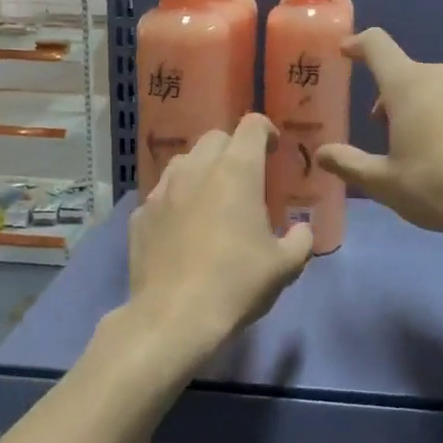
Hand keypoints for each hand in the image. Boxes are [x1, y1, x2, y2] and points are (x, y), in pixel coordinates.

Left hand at [126, 115, 313, 368]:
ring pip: (184, 161)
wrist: (173, 317)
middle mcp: (196, 169)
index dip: (265, 130)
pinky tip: (183, 227)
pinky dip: (177, 199)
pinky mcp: (140, 214)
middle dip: (233, 149)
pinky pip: (162, 193)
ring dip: (202, 170)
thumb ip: (300, 240)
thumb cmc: (236, 284)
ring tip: (212, 198)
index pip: (251, 126)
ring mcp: (162, 190)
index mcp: (236, 172)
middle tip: (245, 178)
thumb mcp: (285, 266)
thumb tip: (302, 230)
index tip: (273, 149)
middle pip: (215, 138)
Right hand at [317, 28, 442, 244]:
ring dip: (426, 108)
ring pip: (441, 89)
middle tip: (387, 134)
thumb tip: (323, 153)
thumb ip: (350, 163)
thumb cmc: (439, 187)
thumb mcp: (385, 183)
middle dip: (392, 97)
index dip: (358, 44)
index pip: (377, 45)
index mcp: (409, 84)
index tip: (346, 53)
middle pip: (409, 74)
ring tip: (427, 148)